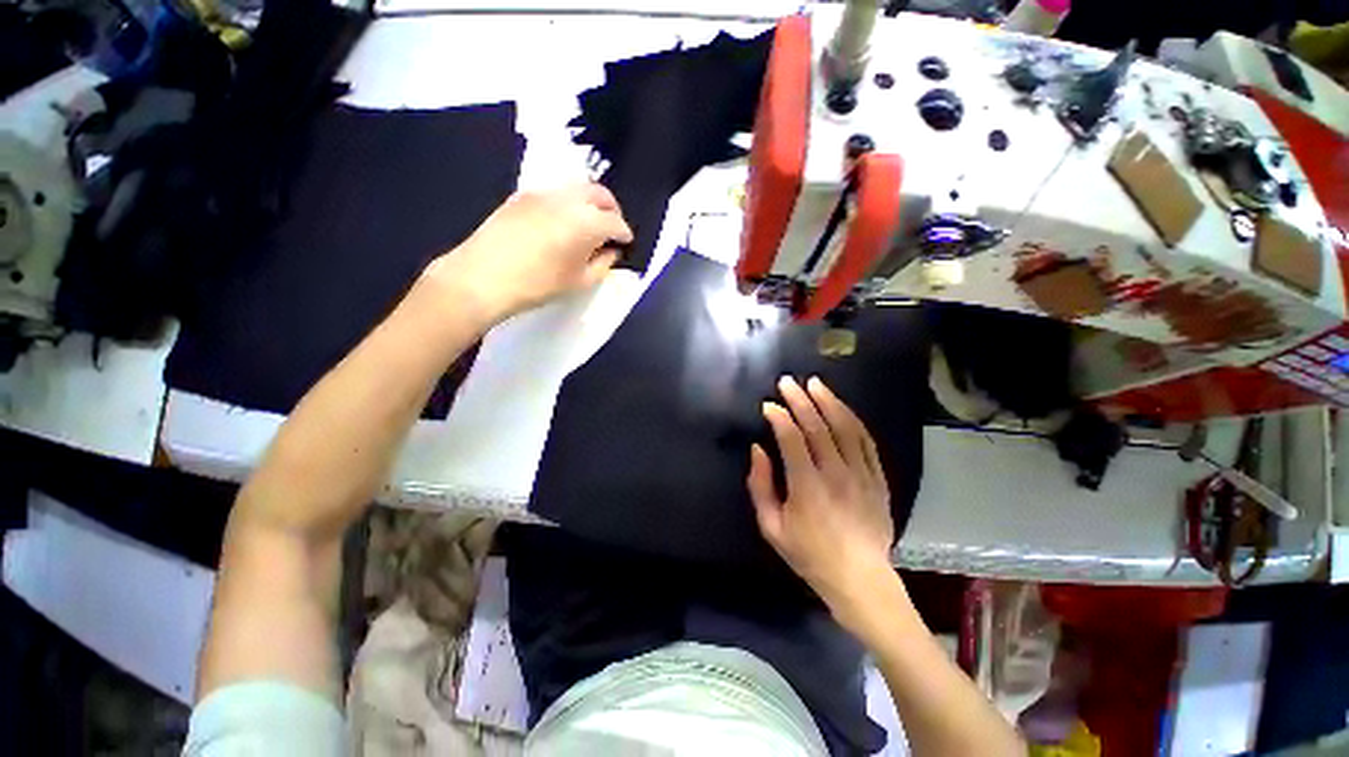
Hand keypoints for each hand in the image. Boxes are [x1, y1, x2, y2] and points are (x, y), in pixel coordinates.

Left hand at [423, 184, 632, 323]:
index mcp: (586, 222)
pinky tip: (563, 222)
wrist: (482, 277)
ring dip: (590, 203)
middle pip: (599, 193)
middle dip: (612, 209)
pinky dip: (569, 203)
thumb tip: (611, 251)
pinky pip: (556, 192)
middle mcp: (567, 199)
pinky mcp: (522, 195)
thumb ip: (602, 264)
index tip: (626, 243)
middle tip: (612, 228)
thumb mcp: (579, 282)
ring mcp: (542, 192)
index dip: (625, 233)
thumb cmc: (538, 285)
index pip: (615, 221)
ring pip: (577, 188)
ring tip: (589, 225)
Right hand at [748, 376, 896, 622]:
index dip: (779, 418)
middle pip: (818, 427)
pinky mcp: (878, 477)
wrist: (860, 579)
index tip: (768, 405)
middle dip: (800, 400)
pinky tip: (841, 407)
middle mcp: (836, 474)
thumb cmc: (809, 554)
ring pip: (845, 427)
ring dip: (828, 402)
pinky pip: (866, 440)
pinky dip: (852, 419)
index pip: (792, 440)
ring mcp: (862, 474)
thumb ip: (760, 486)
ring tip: (815, 383)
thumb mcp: (772, 527)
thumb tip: (758, 450)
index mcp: (807, 487)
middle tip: (787, 382)